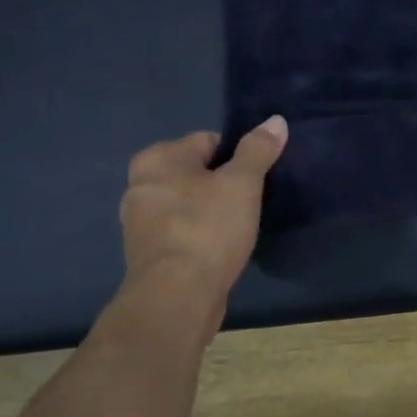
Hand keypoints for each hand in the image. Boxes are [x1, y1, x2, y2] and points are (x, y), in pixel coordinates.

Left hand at [120, 117, 287, 299]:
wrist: (178, 296)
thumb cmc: (208, 229)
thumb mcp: (242, 183)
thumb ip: (258, 150)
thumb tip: (276, 120)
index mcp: (157, 159)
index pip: (208, 142)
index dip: (238, 158)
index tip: (256, 181)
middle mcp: (140, 184)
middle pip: (196, 174)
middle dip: (223, 186)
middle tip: (251, 204)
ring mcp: (140, 223)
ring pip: (189, 205)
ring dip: (212, 213)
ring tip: (239, 230)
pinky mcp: (149, 254)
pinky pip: (183, 233)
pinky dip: (201, 237)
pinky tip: (221, 251)